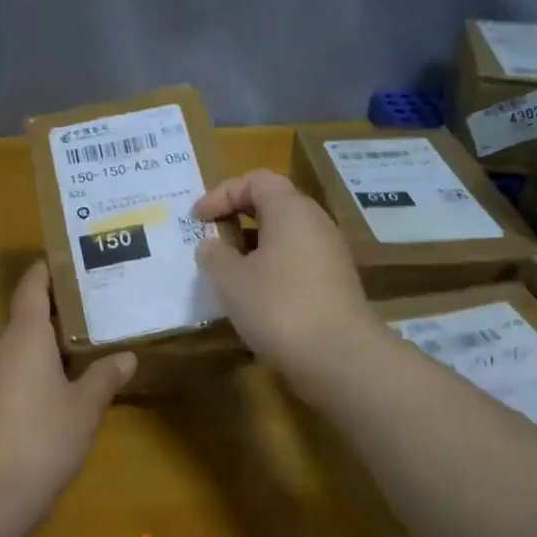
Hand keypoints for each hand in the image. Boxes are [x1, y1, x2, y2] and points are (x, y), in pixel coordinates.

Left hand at [0, 262, 134, 522]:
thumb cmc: (41, 439)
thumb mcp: (85, 408)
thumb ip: (105, 377)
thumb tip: (125, 356)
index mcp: (24, 335)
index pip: (32, 285)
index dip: (48, 268)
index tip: (72, 258)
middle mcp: (0, 348)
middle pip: (27, 315)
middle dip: (60, 309)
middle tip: (98, 304)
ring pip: (20, 347)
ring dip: (49, 343)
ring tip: (88, 343)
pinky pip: (13, 373)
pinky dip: (37, 370)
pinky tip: (61, 387)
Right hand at [194, 169, 383, 386]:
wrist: (338, 357)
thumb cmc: (278, 307)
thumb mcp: (231, 280)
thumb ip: (215, 255)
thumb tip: (212, 245)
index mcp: (290, 210)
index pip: (256, 180)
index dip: (222, 193)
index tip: (198, 219)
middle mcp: (315, 223)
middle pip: (274, 204)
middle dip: (238, 218)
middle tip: (211, 240)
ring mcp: (330, 254)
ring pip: (286, 236)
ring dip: (254, 247)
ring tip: (228, 271)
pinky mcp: (335, 284)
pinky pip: (297, 262)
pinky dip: (271, 268)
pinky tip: (254, 296)